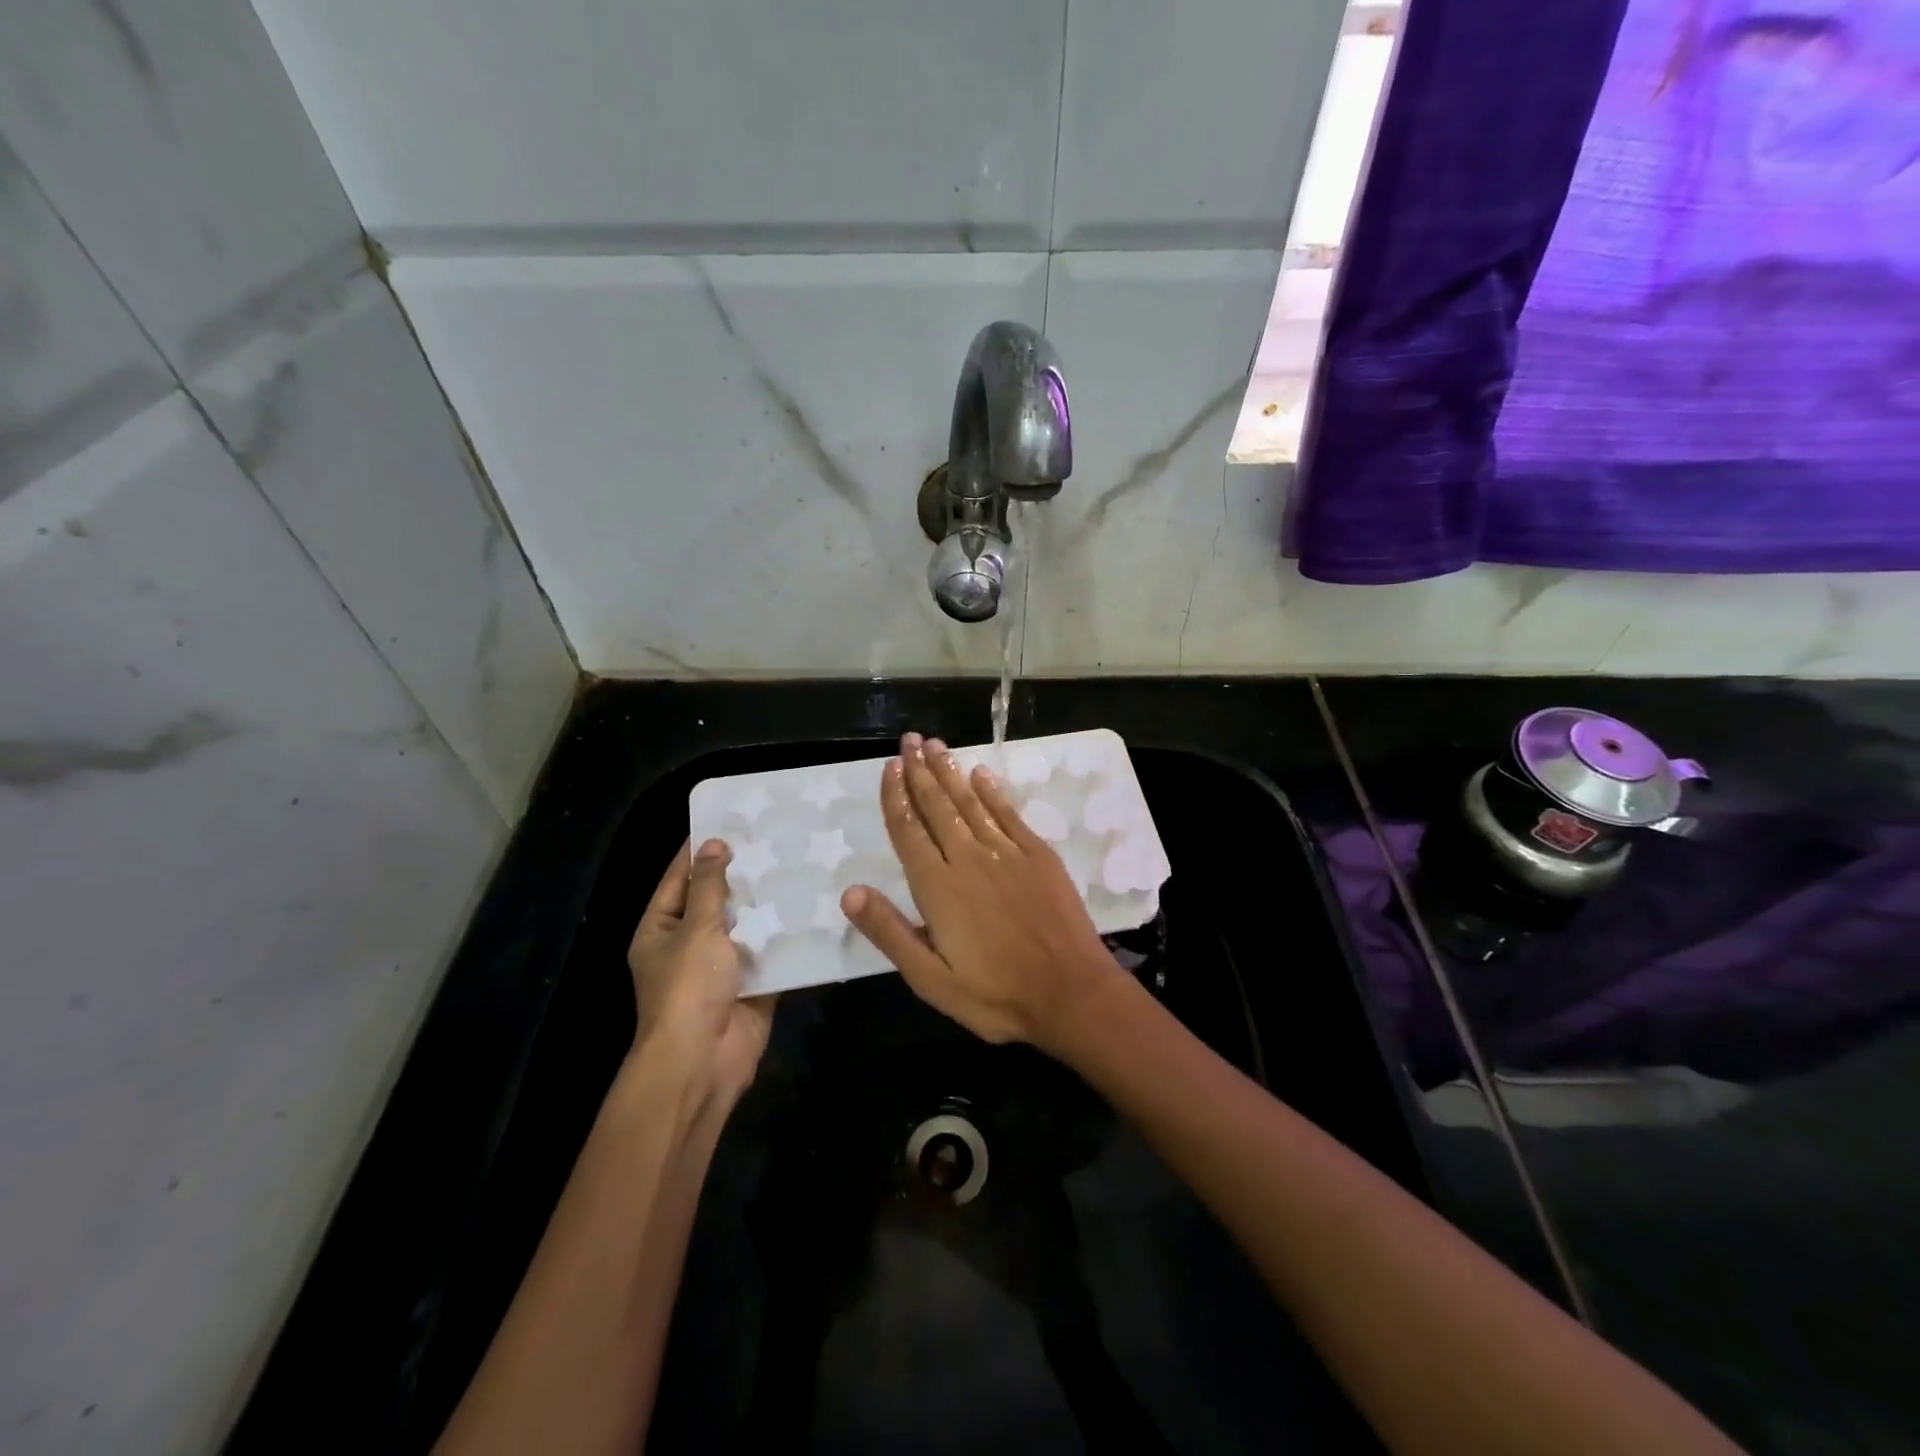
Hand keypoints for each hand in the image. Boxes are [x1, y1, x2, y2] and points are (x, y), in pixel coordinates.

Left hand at [629, 839, 775, 1106]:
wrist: (703, 1060)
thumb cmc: (688, 989)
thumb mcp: (696, 929)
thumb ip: (710, 886)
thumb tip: (716, 844)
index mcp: (662, 928)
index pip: (680, 877)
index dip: (700, 848)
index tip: (728, 818)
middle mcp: (690, 942)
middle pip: (717, 898)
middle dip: (743, 872)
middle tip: (776, 836)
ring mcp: (723, 964)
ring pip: (748, 923)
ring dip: (769, 901)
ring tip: (799, 862)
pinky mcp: (754, 982)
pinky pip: (771, 950)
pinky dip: (787, 933)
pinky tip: (813, 905)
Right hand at [841, 733, 1121, 1050]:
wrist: (1071, 993)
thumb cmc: (996, 995)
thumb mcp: (931, 980)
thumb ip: (890, 933)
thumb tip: (850, 892)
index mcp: (938, 888)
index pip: (909, 832)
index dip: (896, 798)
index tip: (890, 768)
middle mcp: (969, 859)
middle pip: (938, 807)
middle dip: (920, 772)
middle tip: (909, 740)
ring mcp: (1008, 853)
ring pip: (971, 803)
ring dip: (951, 773)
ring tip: (936, 745)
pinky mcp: (1039, 856)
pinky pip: (1009, 814)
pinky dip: (993, 792)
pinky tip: (981, 774)